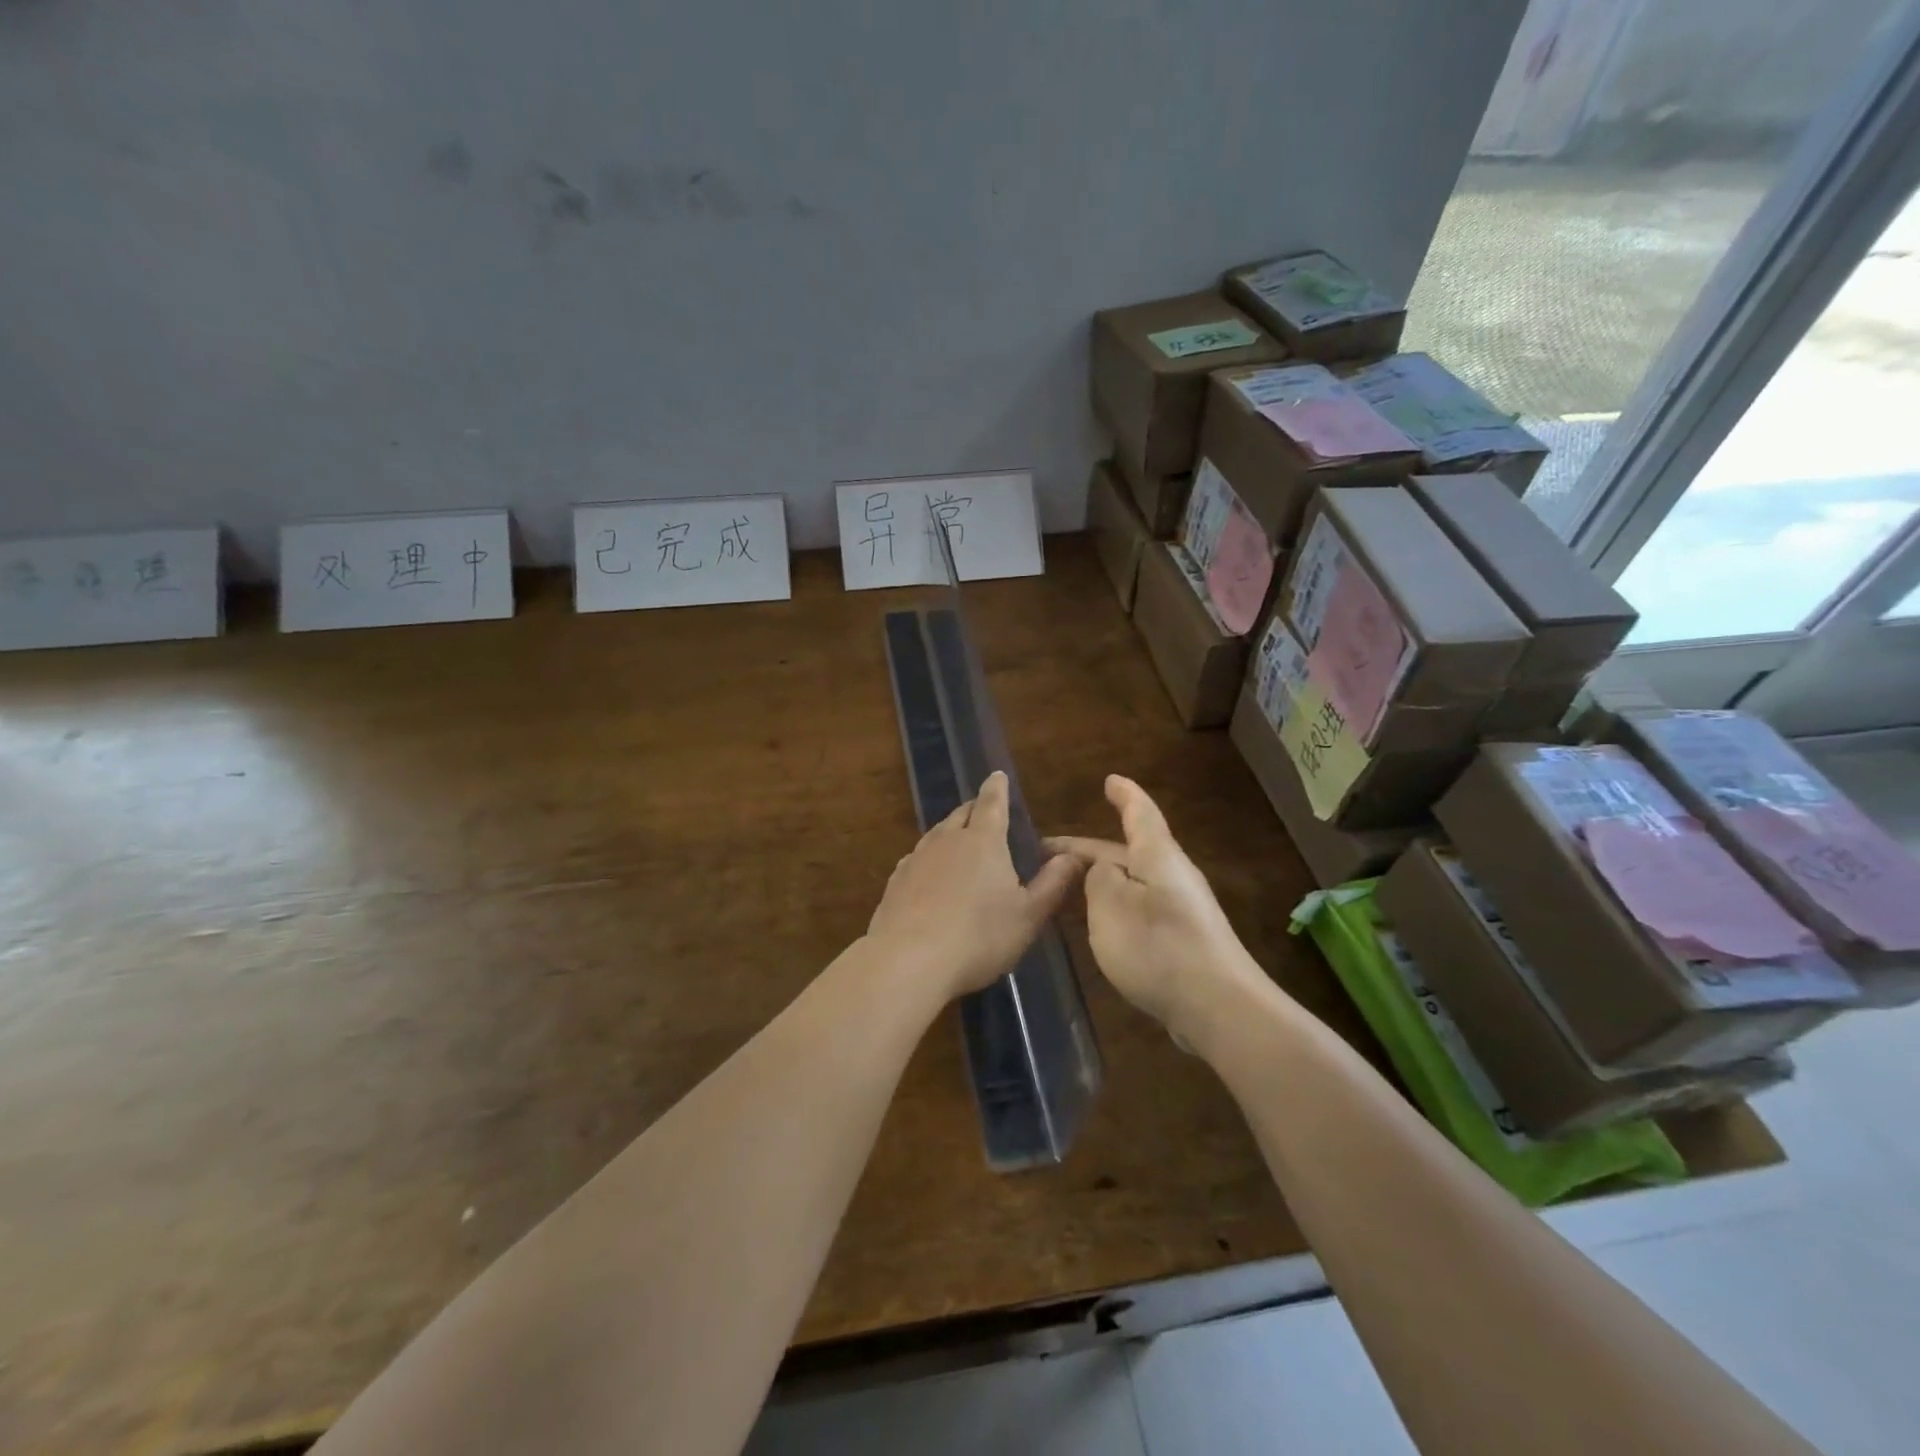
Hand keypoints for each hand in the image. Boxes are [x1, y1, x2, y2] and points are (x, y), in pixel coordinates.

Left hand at [866, 771, 1084, 1000]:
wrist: (908, 961)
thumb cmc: (979, 937)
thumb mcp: (1028, 916)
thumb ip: (1052, 884)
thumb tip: (1073, 855)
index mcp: (983, 841)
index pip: (992, 803)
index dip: (997, 788)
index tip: (997, 775)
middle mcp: (947, 840)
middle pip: (961, 814)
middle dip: (975, 809)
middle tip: (985, 811)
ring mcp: (917, 859)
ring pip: (937, 834)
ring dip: (951, 832)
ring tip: (960, 840)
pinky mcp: (896, 882)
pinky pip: (917, 858)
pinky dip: (930, 858)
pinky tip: (930, 874)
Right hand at [1047, 776, 1271, 1046]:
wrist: (1218, 1007)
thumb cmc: (1158, 947)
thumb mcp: (1111, 906)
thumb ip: (1098, 879)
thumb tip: (1101, 871)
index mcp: (1157, 856)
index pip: (1139, 813)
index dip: (1124, 795)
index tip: (1110, 780)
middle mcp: (1172, 875)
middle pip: (1127, 852)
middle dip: (1088, 851)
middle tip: (1047, 854)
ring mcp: (1181, 909)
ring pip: (1132, 882)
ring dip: (1100, 881)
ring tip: (1066, 887)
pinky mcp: (1182, 940)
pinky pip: (1140, 909)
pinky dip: (1114, 907)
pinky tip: (1098, 925)